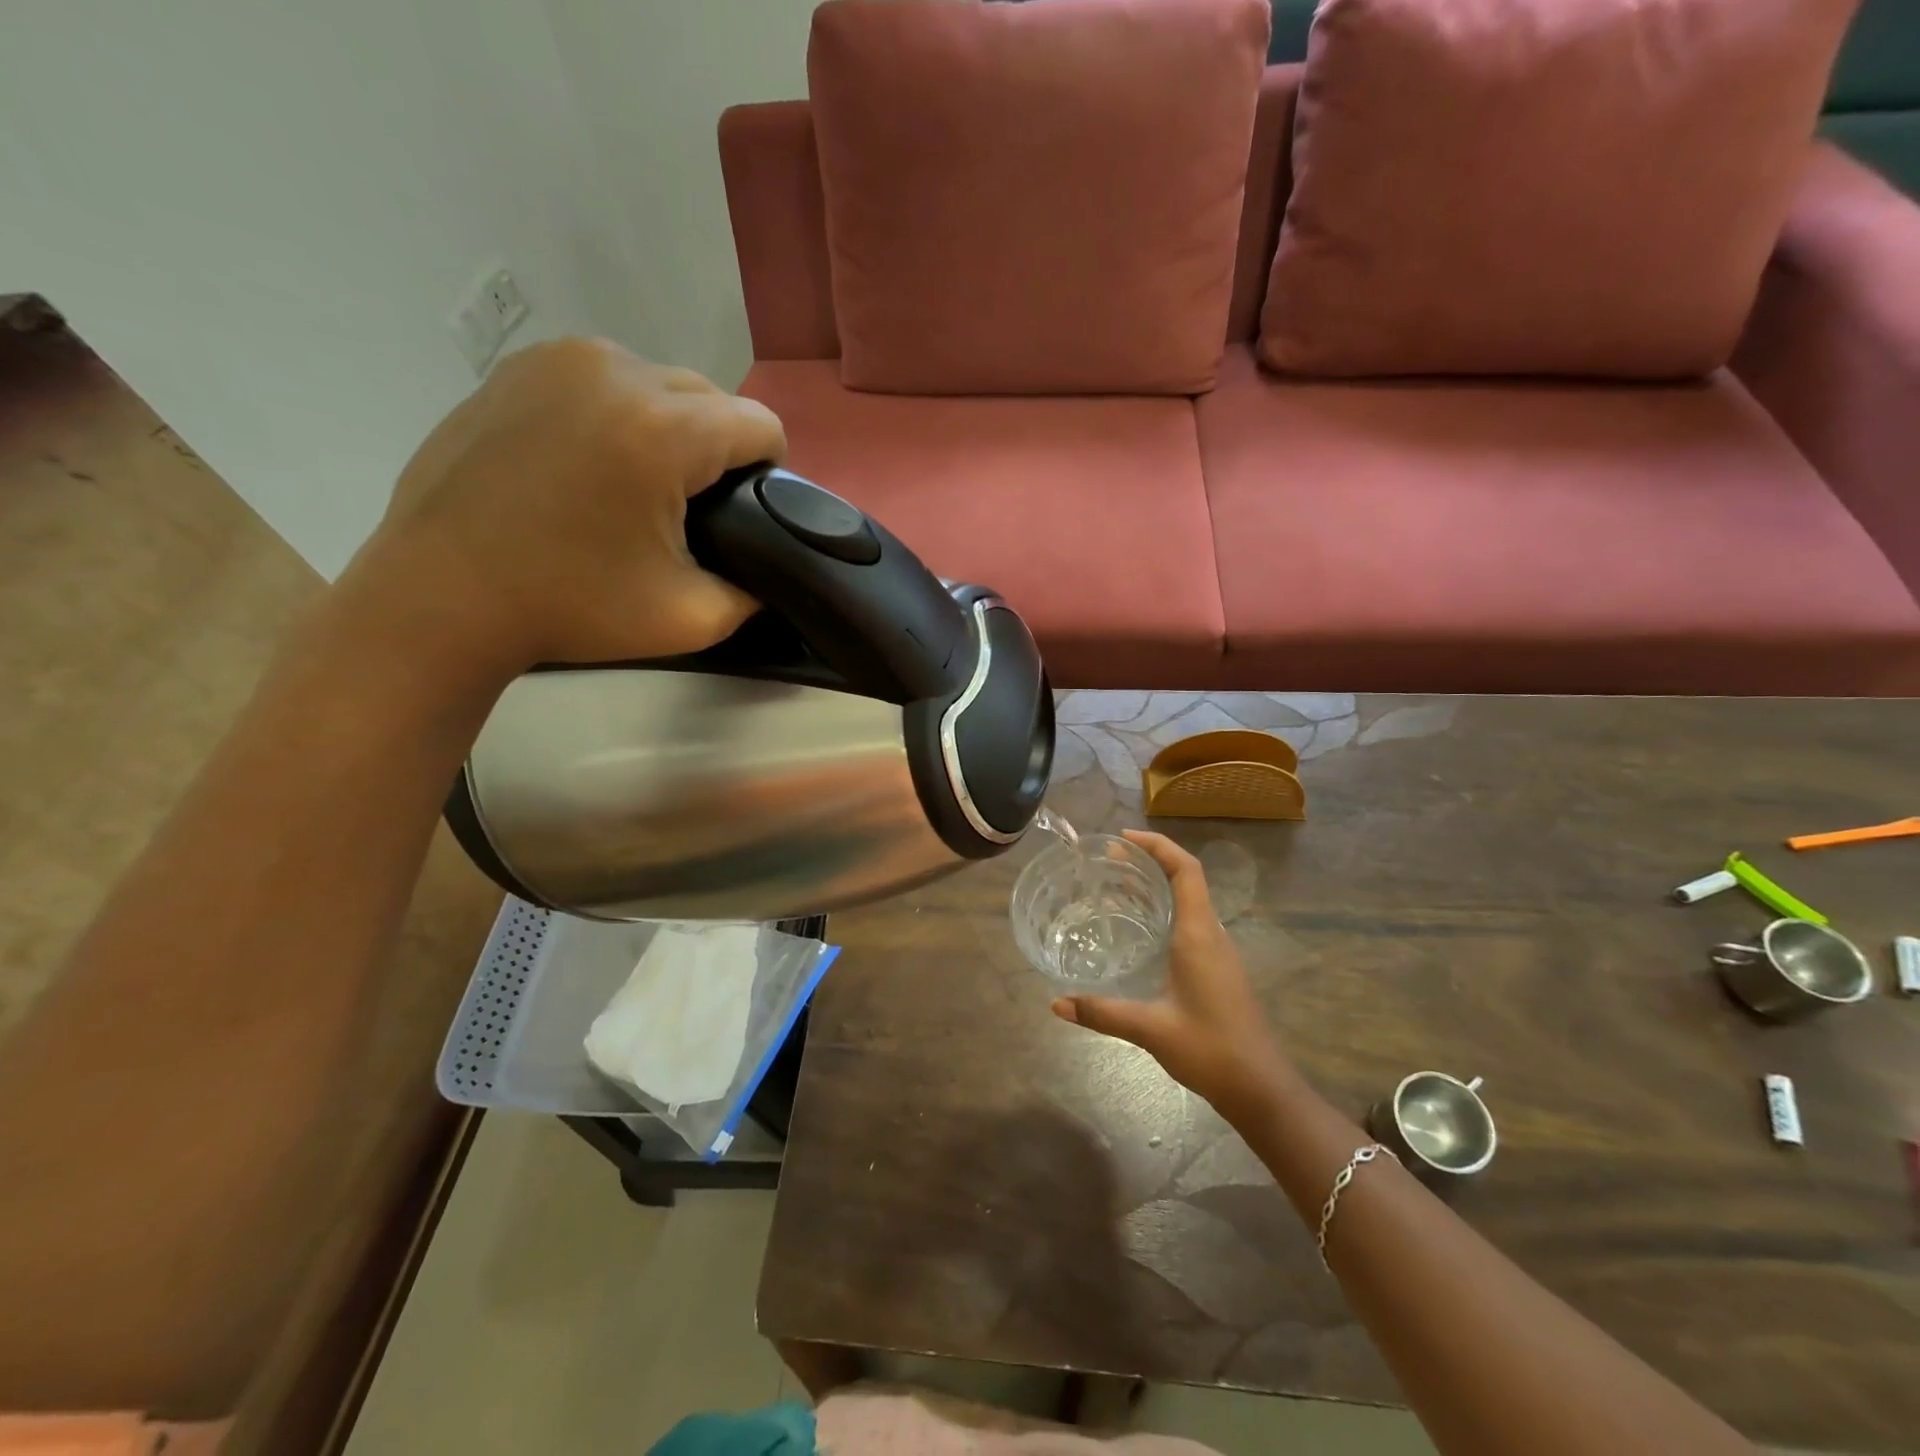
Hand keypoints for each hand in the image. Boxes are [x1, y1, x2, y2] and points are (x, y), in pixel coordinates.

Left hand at [354, 338, 784, 673]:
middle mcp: (616, 371)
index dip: (770, 474)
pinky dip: (616, 416)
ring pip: (658, 384)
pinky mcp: (519, 368)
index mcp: (663, 429)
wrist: (441, 596)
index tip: (746, 516)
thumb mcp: (692, 618)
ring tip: (637, 486)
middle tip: (689, 511)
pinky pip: (603, 381)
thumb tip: (771, 573)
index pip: (760, 425)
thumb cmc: (571, 608)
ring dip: (669, 429)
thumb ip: (755, 592)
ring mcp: (560, 360)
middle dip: (718, 450)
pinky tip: (589, 464)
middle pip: (712, 398)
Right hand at [1051, 830, 1293, 1121]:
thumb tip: (1056, 1003)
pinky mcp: (1216, 969)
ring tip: (1115, 886)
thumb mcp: (1150, 1028)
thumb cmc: (1210, 1049)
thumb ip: (1102, 1012)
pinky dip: (1162, 910)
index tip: (1122, 838)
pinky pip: (1189, 922)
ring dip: (1155, 886)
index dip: (1158, 845)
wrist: (1261, 1088)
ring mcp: (1217, 951)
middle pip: (1185, 878)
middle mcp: (1210, 934)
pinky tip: (1137, 930)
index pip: (1185, 870)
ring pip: (1187, 901)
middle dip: (1149, 861)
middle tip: (1107, 860)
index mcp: (1199, 934)